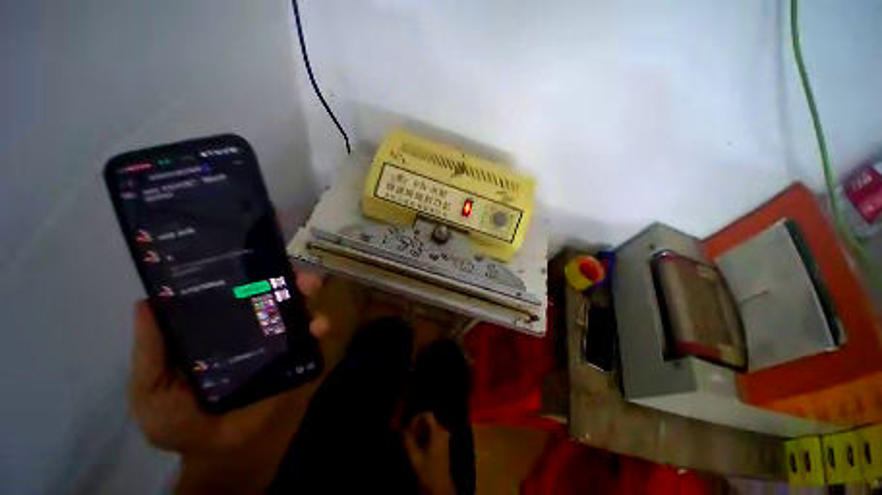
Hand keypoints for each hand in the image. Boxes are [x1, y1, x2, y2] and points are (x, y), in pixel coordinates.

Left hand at [129, 268, 328, 454]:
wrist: (220, 453)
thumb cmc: (179, 420)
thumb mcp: (150, 388)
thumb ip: (150, 352)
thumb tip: (146, 302)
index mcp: (215, 328)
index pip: (230, 292)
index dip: (242, 273)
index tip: (253, 256)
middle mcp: (249, 328)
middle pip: (270, 295)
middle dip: (286, 279)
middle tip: (295, 272)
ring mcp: (275, 343)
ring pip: (295, 310)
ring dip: (306, 297)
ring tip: (311, 289)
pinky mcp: (295, 359)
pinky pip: (310, 338)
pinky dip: (318, 328)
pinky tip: (320, 327)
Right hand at [403, 412, 455, 494]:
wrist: (440, 489)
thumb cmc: (428, 472)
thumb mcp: (415, 457)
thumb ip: (407, 441)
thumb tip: (400, 429)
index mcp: (438, 431)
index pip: (427, 414)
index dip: (416, 418)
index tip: (407, 428)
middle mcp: (442, 432)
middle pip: (428, 421)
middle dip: (416, 427)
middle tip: (406, 437)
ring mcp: (444, 439)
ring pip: (429, 429)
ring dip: (418, 433)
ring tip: (409, 443)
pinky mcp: (443, 446)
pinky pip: (432, 435)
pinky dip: (423, 438)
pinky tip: (416, 448)